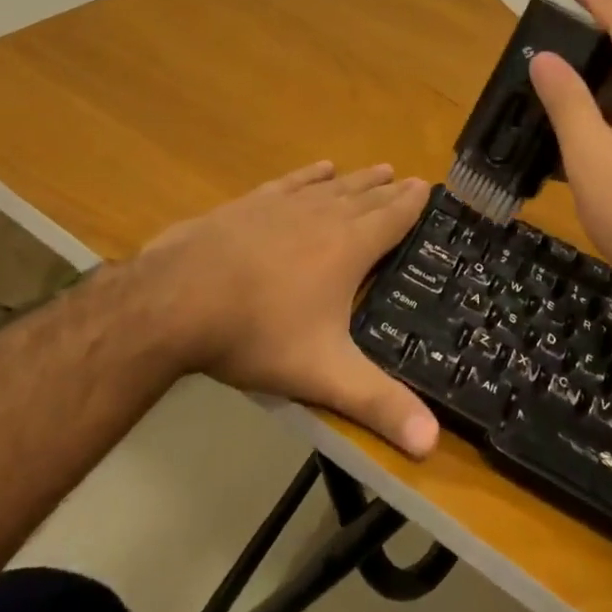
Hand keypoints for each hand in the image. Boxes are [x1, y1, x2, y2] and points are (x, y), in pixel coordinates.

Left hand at [135, 162, 440, 457]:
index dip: (412, 204)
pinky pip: (291, 182)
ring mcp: (283, 206)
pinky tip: (319, 169)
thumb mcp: (324, 374)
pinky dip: (310, 174)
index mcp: (348, 248)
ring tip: (377, 169)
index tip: (427, 187)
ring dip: (357, 179)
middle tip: (408, 178)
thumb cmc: (258, 332)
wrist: (179, 299)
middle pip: (365, 198)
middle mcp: (322, 216)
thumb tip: (431, 443)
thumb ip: (378, 405)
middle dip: (389, 190)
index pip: (391, 220)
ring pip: (332, 186)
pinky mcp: (250, 204)